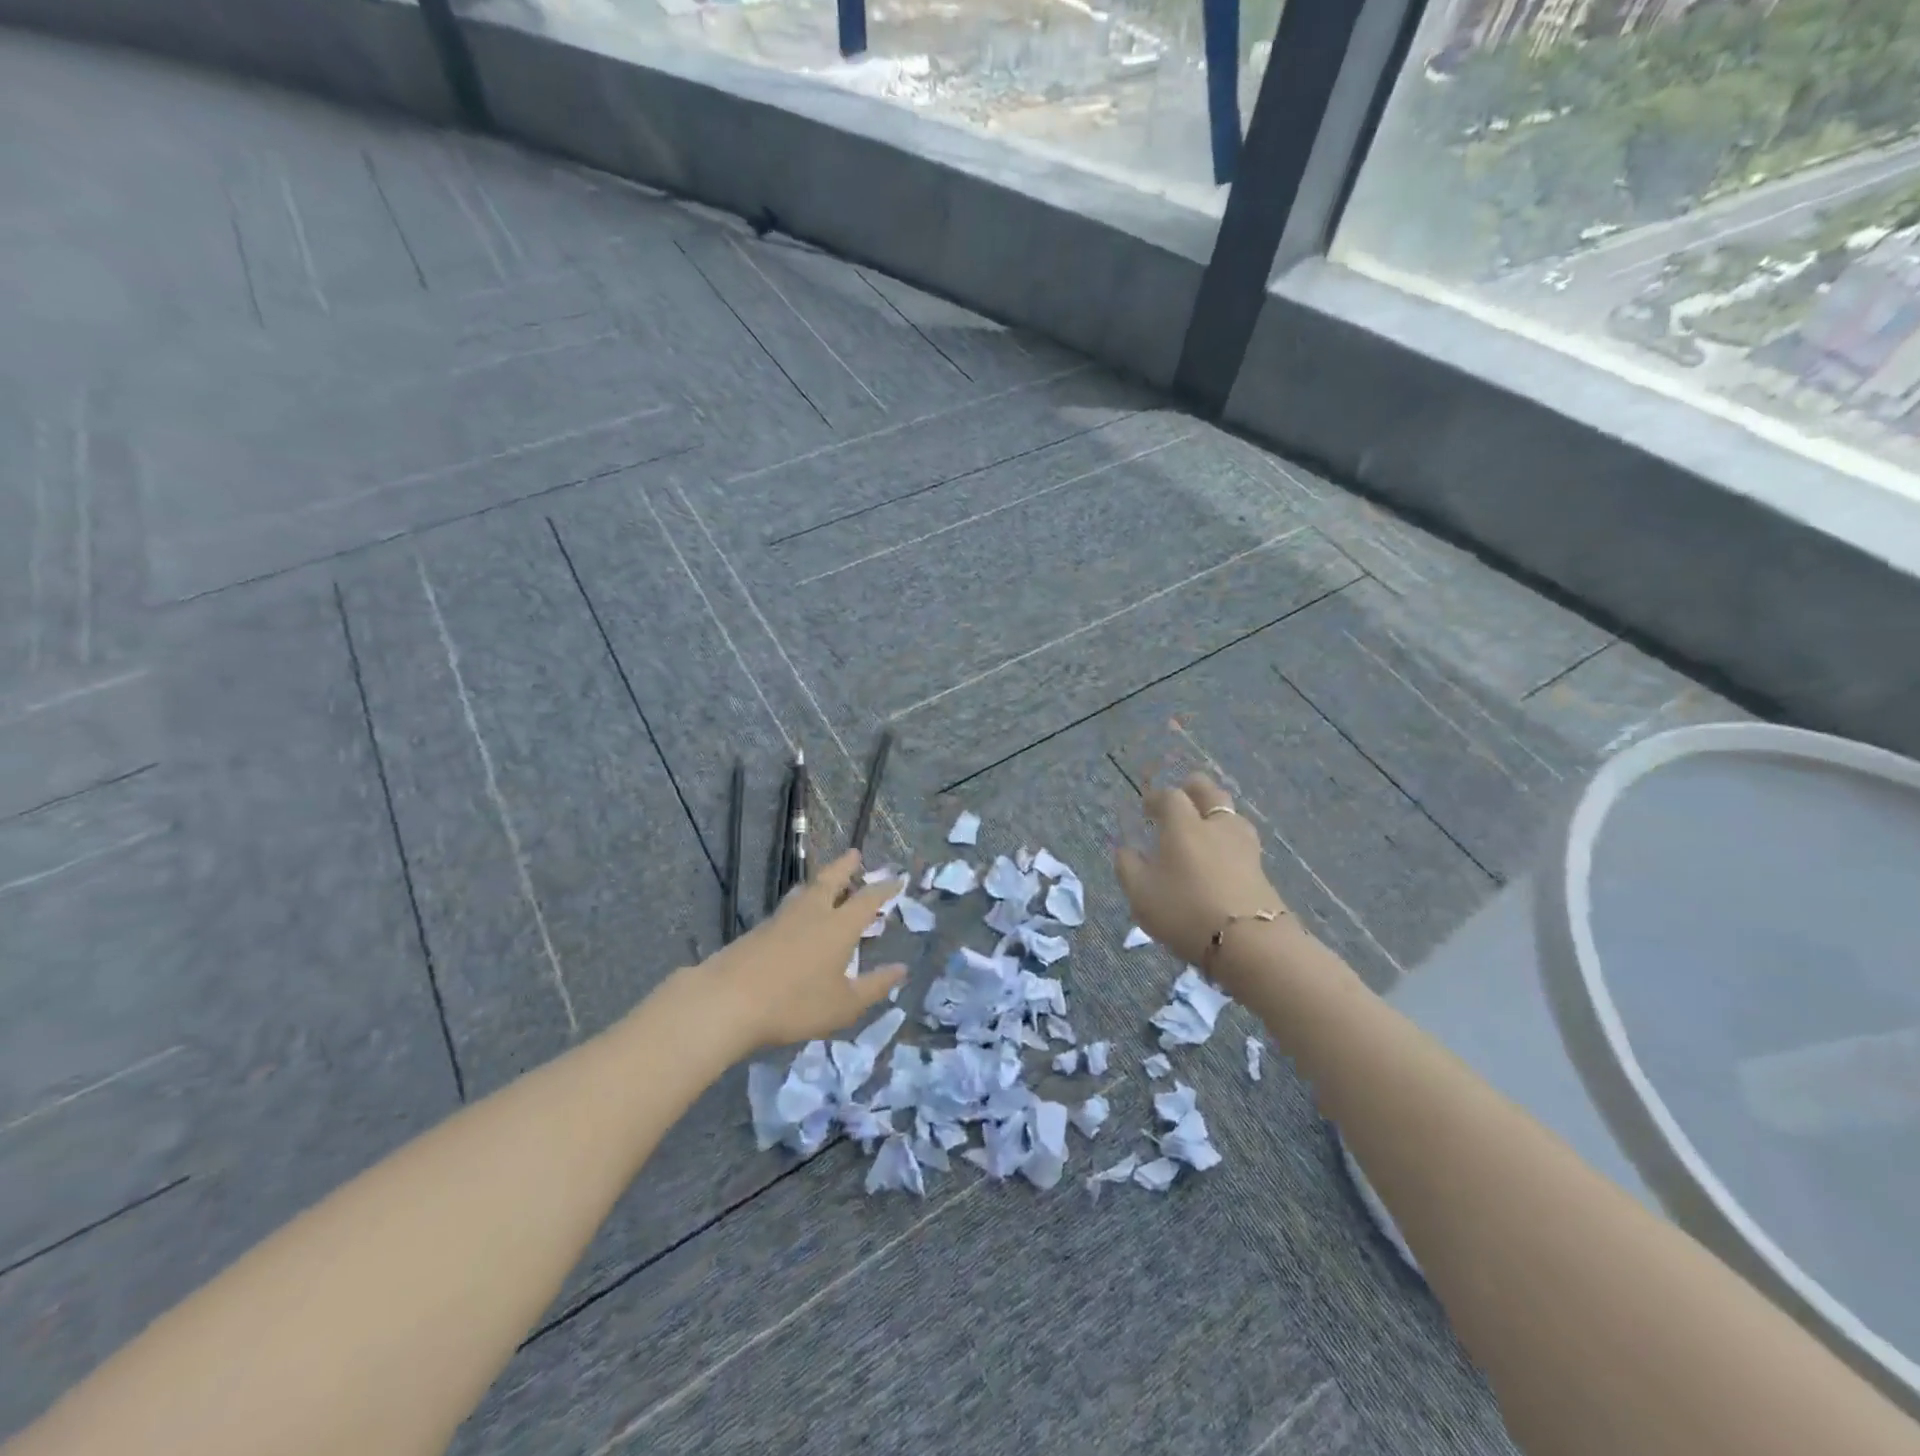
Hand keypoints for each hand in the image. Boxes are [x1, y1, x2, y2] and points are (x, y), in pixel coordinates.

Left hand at [700, 849, 906, 1051]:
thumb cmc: (795, 1003)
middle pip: (831, 880)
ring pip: (805, 890)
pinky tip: (796, 915)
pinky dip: (800, 902)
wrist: (728, 1001)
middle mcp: (812, 913)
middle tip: (854, 854)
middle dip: (845, 866)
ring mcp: (782, 919)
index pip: (867, 899)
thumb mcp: (843, 1004)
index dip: (884, 888)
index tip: (897, 878)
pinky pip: (787, 907)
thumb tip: (902, 969)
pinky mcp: (758, 930)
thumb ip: (874, 986)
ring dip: (820, 881)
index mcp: (839, 926)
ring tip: (825, 880)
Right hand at [1113, 774, 1290, 986]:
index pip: (1170, 796)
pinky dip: (1229, 839)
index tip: (1147, 808)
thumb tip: (1125, 850)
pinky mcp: (1261, 868)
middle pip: (1209, 791)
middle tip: (1182, 797)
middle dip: (1193, 789)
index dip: (1156, 798)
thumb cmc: (1185, 911)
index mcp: (1183, 825)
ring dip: (1216, 812)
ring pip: (1231, 814)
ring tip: (1205, 826)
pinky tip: (1222, 855)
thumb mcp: (1141, 894)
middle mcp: (1215, 826)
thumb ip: (1129, 867)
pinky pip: (1242, 841)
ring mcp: (1244, 846)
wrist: (1251, 942)